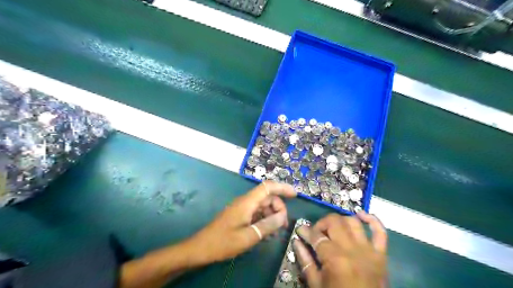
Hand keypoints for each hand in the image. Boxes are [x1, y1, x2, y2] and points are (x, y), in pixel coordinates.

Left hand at [187, 181, 294, 263]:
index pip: (268, 187)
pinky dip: (264, 220)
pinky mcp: (239, 215)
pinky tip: (267, 233)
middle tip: (283, 225)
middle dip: (279, 207)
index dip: (282, 187)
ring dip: (272, 215)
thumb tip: (283, 216)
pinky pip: (256, 213)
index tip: (295, 194)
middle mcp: (245, 202)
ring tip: (276, 231)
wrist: (201, 248)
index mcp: (247, 202)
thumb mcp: (249, 236)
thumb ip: (268, 225)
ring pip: (263, 206)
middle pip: (267, 197)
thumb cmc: (223, 242)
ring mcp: (242, 208)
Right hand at [295, 211, 386, 287]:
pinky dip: (372, 220)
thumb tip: (297, 241)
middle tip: (316, 233)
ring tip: (333, 229)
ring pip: (353, 222)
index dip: (305, 231)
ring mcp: (369, 250)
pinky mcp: (381, 255)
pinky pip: (380, 232)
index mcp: (334, 258)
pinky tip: (361, 215)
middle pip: (334, 222)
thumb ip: (305, 260)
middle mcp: (352, 249)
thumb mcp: (316, 284)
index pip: (316, 235)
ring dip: (341, 221)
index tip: (300, 231)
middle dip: (322, 223)